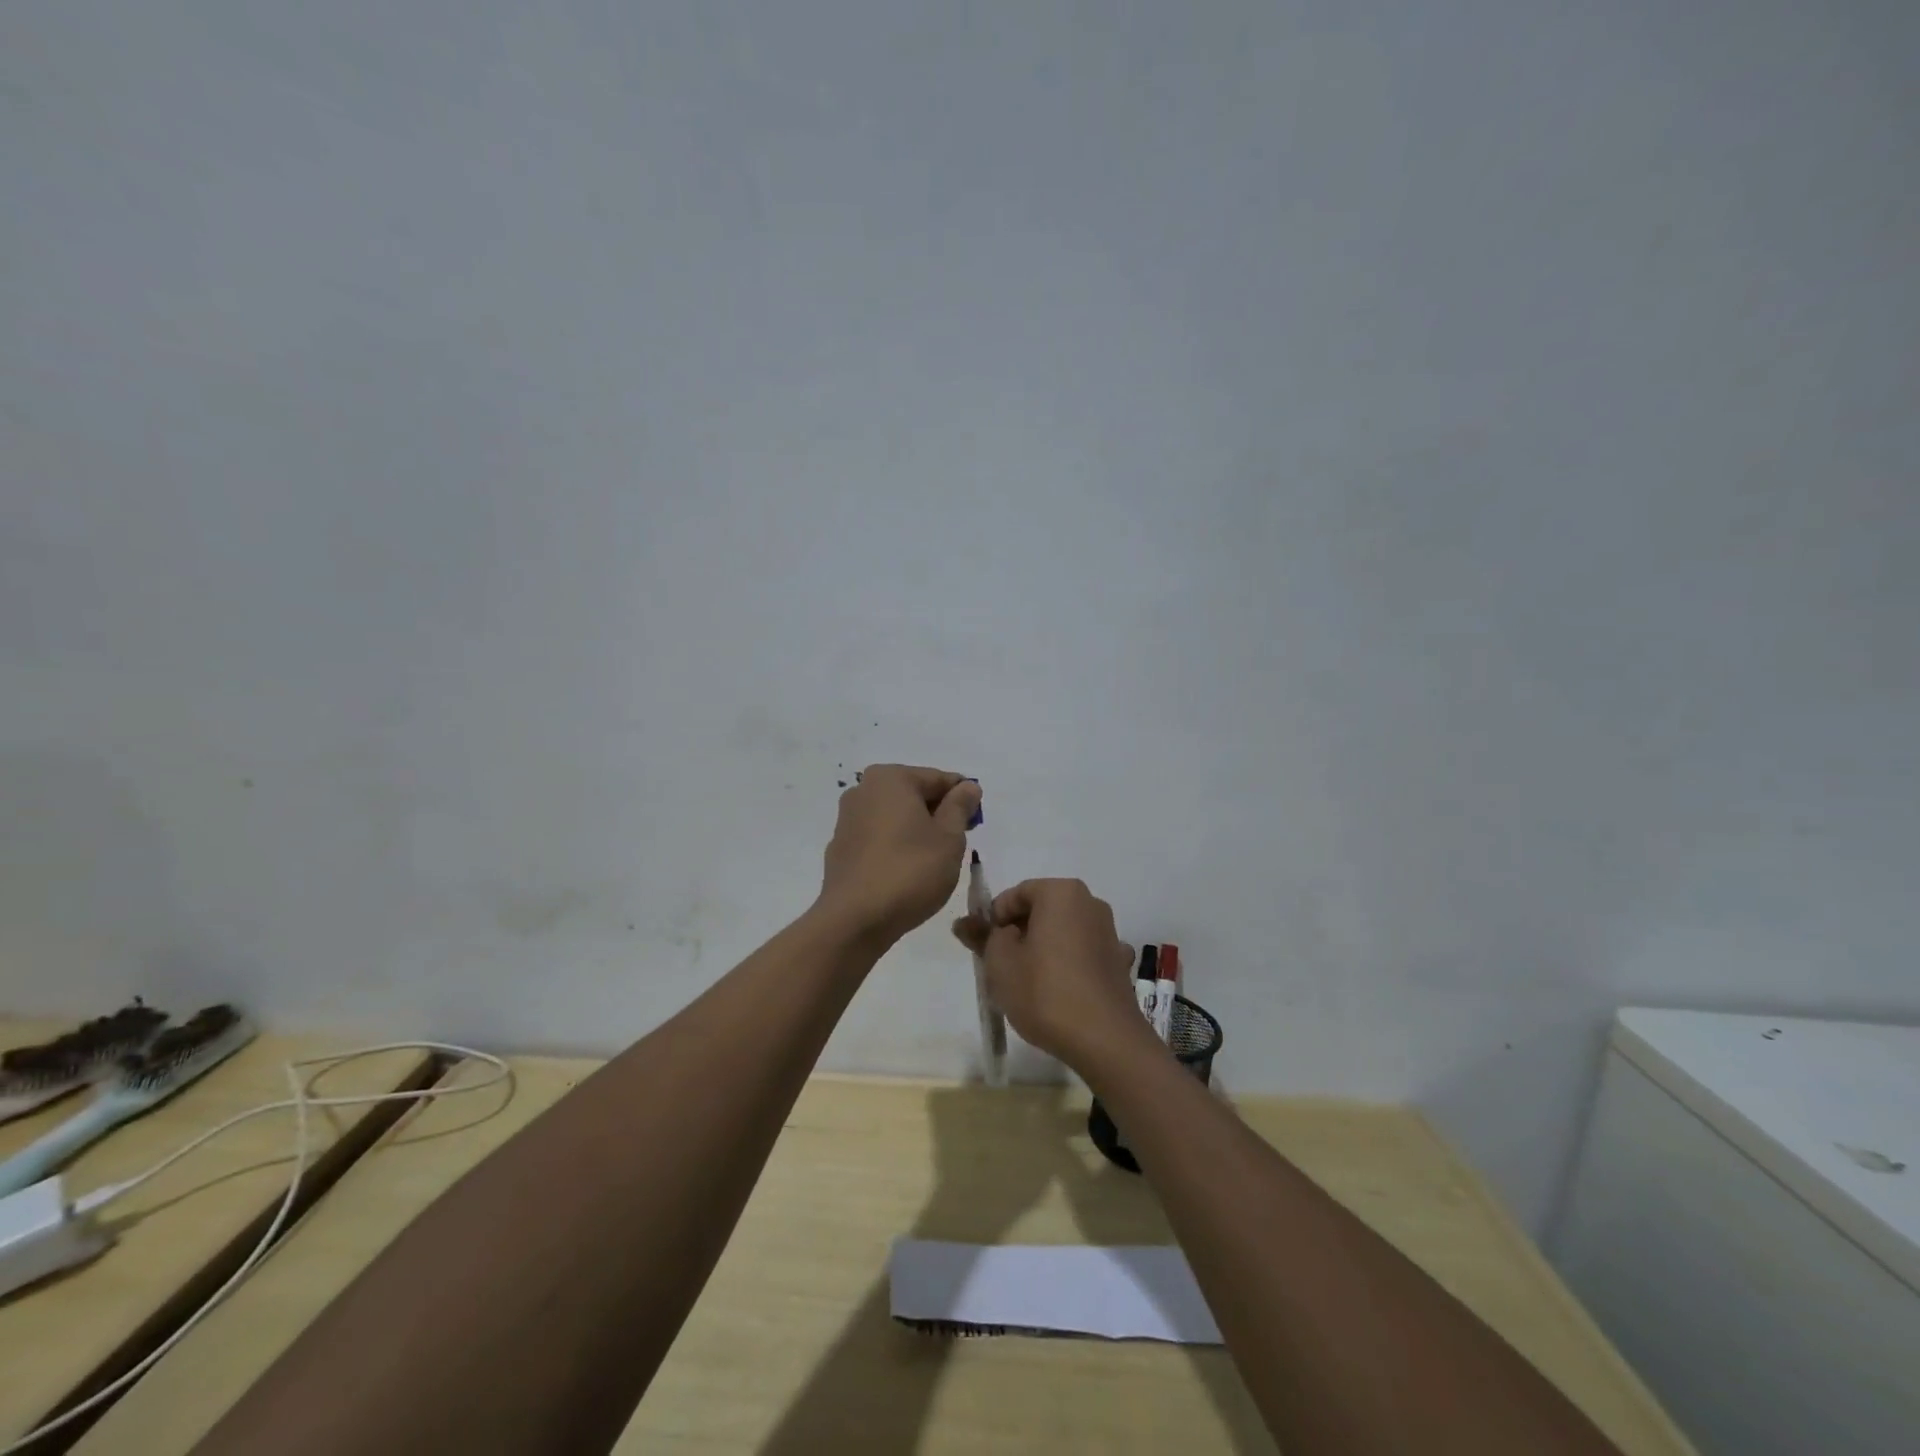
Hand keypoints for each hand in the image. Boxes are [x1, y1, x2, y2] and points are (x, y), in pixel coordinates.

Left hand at [817, 765, 979, 940]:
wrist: (855, 920)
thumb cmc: (910, 871)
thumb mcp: (949, 838)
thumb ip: (960, 807)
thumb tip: (967, 786)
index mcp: (890, 778)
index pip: (938, 779)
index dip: (963, 798)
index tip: (977, 821)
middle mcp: (863, 790)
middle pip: (914, 795)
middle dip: (938, 814)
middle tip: (959, 843)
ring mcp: (847, 820)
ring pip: (895, 817)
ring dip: (917, 831)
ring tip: (935, 861)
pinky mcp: (841, 849)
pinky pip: (878, 838)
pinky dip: (896, 847)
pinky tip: (907, 872)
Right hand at [952, 878, 1148, 1072]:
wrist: (1104, 1040)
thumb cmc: (1044, 992)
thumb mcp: (999, 963)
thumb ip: (982, 937)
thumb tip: (966, 923)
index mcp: (1061, 892)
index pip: (1015, 895)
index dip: (993, 920)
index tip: (983, 949)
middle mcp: (1090, 903)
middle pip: (1041, 911)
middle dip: (1018, 933)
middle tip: (1000, 966)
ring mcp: (1109, 933)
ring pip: (1062, 933)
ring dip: (1042, 949)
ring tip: (1026, 983)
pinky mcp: (1118, 963)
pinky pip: (1082, 955)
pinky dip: (1067, 965)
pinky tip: (1059, 992)